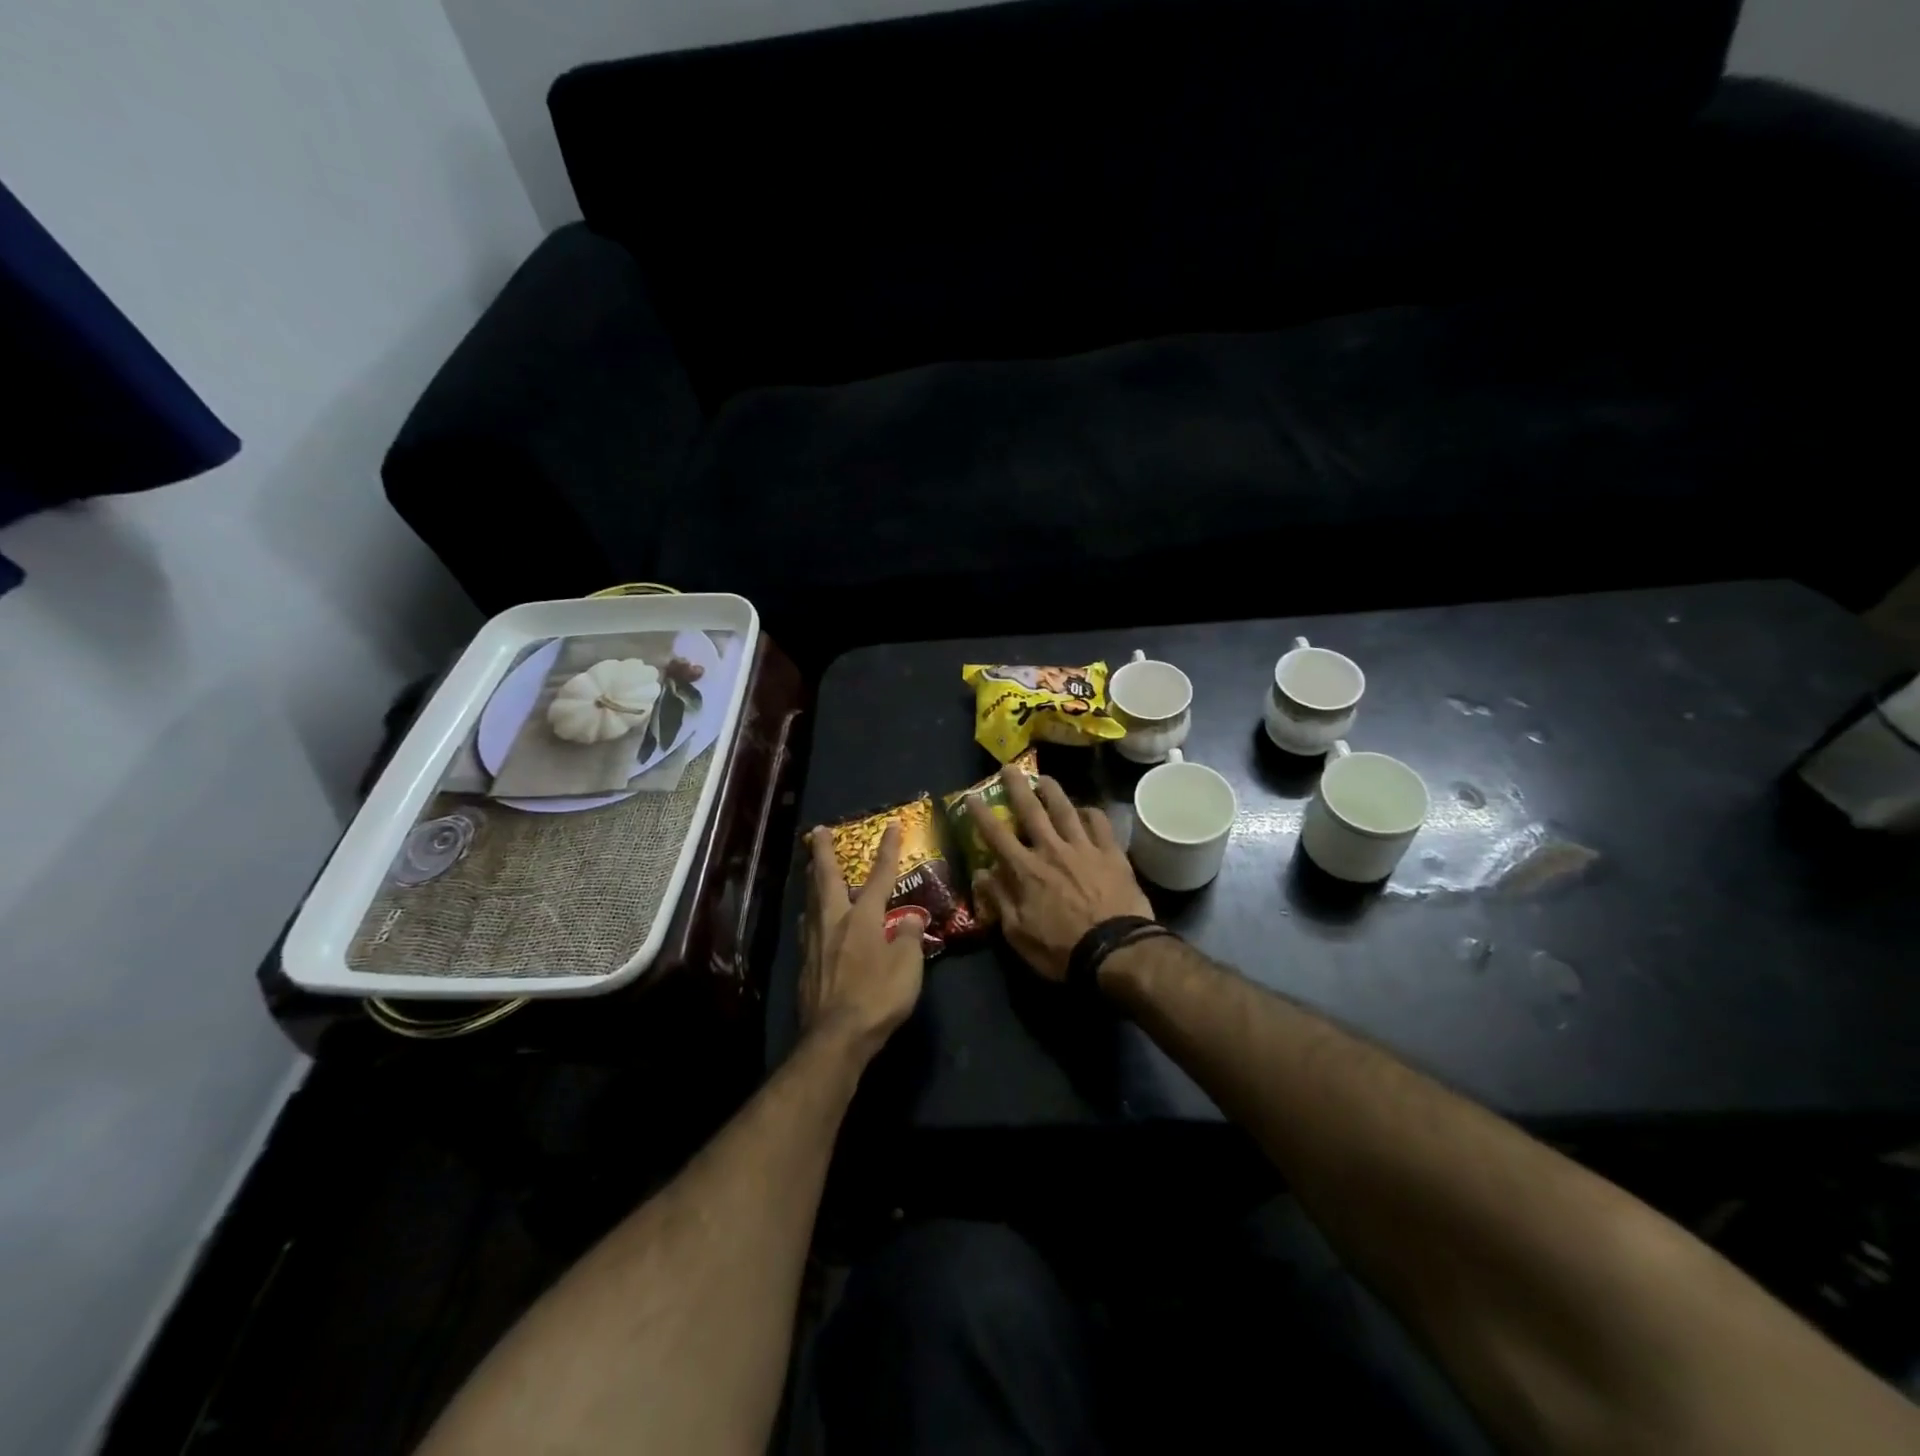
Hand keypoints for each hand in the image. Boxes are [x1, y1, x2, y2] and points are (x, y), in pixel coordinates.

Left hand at [799, 822, 926, 1059]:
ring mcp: (814, 944)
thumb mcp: (907, 967)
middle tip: (818, 831)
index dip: (887, 849)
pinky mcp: (805, 965)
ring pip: (811, 901)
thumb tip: (910, 917)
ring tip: (811, 868)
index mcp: (862, 918)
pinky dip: (809, 914)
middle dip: (824, 852)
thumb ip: (908, 937)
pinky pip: (806, 928)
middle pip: (827, 879)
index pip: (879, 876)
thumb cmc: (877, 998)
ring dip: (812, 880)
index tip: (891, 825)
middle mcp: (834, 922)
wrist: (836, 1038)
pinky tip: (809, 920)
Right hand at [970, 772, 1152, 980]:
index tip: (971, 796)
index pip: (997, 835)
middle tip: (1009, 767)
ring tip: (1044, 778)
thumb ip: (999, 899)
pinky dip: (1090, 812)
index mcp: (1026, 870)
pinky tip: (1085, 809)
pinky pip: (1100, 823)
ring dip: (1052, 791)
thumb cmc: (1061, 949)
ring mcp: (1084, 848)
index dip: (981, 814)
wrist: (1115, 951)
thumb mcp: (1018, 934)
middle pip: (1031, 811)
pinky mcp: (1111, 853)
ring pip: (1065, 810)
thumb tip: (982, 873)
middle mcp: (1052, 850)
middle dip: (1017, 787)